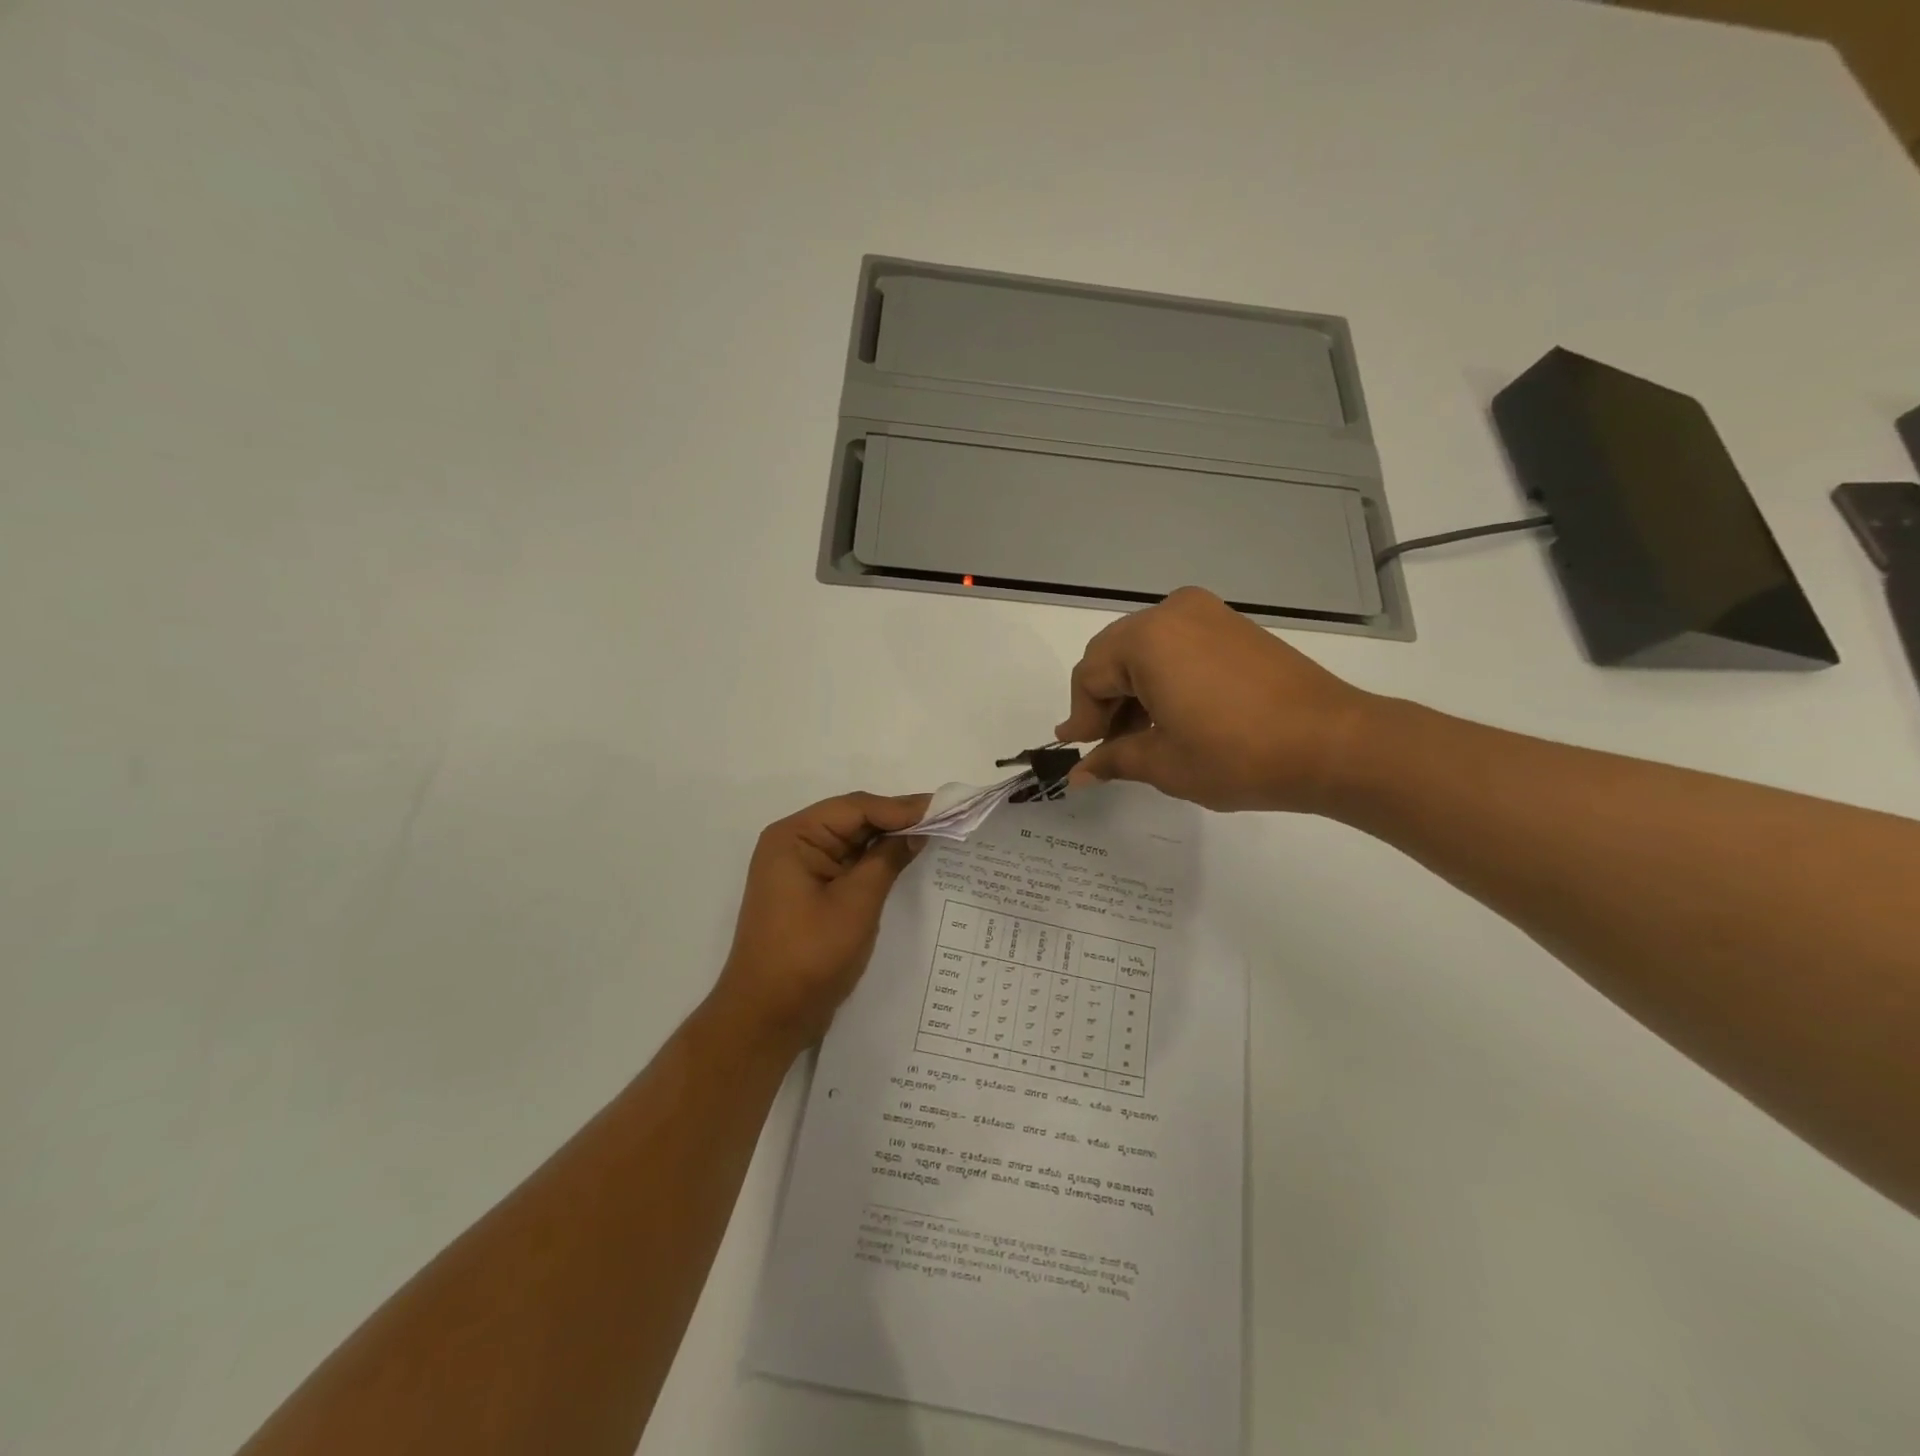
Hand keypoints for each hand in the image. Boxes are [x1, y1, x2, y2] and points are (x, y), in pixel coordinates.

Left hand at [711, 791, 931, 1051]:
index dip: (901, 807)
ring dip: (889, 840)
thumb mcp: (855, 904)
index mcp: (794, 837)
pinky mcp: (810, 893)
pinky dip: (876, 862)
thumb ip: (887, 860)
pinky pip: (848, 865)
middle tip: (946, 819)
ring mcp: (800, 870)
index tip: (944, 808)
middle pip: (853, 820)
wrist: (766, 1019)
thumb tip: (918, 831)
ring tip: (935, 835)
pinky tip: (906, 860)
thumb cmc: (809, 957)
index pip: (856, 807)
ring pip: (853, 842)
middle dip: (897, 820)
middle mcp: (793, 844)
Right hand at [1055, 587, 1376, 812]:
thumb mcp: (1165, 763)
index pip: (1090, 675)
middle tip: (1107, 746)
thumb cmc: (1237, 755)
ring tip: (1141, 737)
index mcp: (1147, 639)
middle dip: (1104, 701)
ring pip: (1145, 650)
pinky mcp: (1234, 626)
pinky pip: (1178, 646)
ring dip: (1133, 690)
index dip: (1081, 717)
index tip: (1081, 752)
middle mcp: (1172, 613)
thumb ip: (1113, 760)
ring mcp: (1208, 614)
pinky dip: (1163, 678)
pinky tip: (1172, 715)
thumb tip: (1078, 774)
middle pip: (1113, 655)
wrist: (1334, 743)